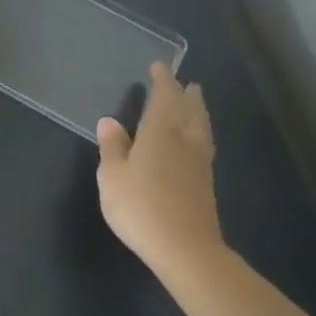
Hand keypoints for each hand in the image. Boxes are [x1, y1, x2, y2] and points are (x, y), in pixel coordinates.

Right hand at [96, 63, 223, 277]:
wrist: (186, 249)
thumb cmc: (141, 207)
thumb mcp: (113, 177)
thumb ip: (112, 147)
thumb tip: (110, 121)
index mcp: (161, 131)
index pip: (164, 97)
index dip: (162, 81)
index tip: (159, 67)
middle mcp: (185, 140)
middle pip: (189, 109)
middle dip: (186, 94)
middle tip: (186, 83)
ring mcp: (200, 162)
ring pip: (201, 127)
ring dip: (198, 112)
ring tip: (195, 104)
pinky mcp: (206, 183)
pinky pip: (204, 144)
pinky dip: (200, 133)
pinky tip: (195, 142)